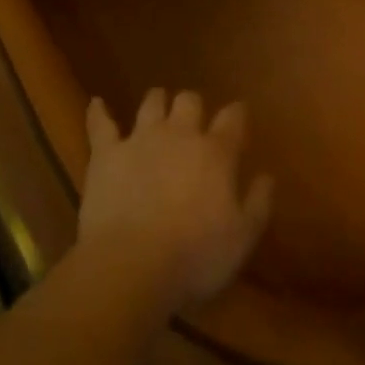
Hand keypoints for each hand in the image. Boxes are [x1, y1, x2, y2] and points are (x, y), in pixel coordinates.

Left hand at [78, 89, 274, 313]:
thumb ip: (257, 203)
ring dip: (157, 102)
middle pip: (189, 101)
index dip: (236, 114)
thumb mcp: (242, 239)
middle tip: (194, 119)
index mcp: (215, 152)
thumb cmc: (195, 257)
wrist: (133, 263)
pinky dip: (98, 112)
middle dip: (193, 106)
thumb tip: (267, 175)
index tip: (238, 115)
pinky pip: (100, 123)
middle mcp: (179, 134)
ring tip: (157, 107)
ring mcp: (140, 138)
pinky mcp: (107, 152)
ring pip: (151, 103)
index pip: (232, 118)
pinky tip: (97, 104)